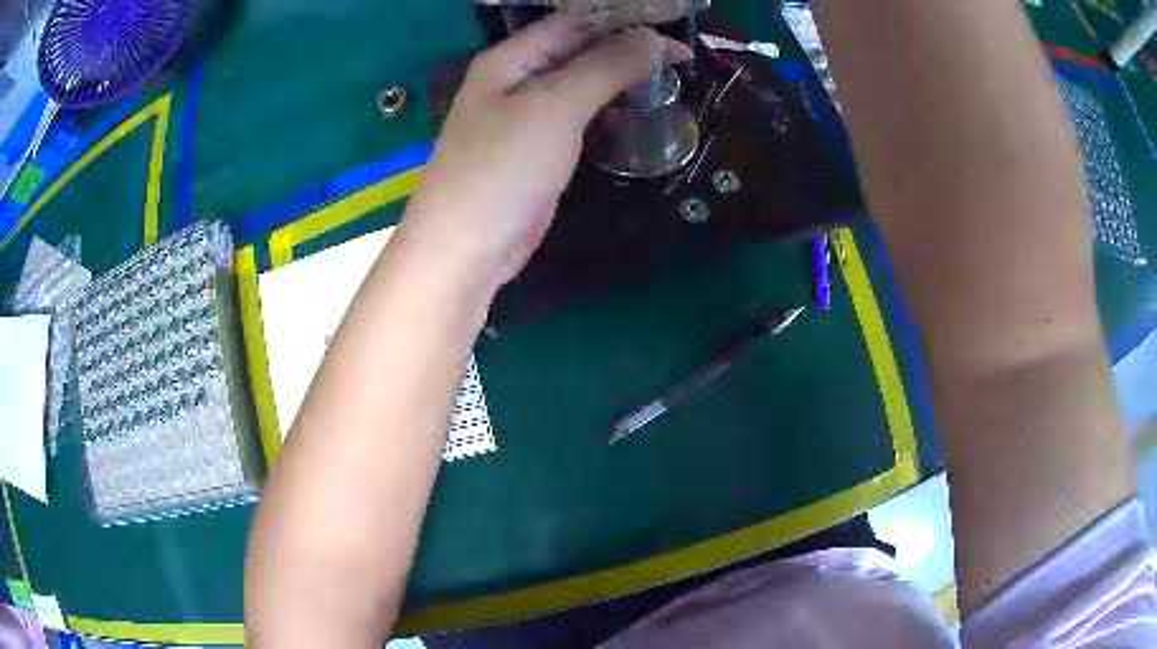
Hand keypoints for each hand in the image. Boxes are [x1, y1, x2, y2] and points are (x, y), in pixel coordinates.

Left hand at [397, 15, 691, 293]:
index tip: (677, 42)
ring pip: (582, 85)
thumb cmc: (503, 170)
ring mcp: (525, 117)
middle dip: (628, 52)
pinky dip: (608, 114)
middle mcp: (516, 80)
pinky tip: (635, 118)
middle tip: (680, 66)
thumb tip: (654, 40)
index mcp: (511, 58)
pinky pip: (578, 119)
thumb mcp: (555, 107)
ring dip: (621, 83)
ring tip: (668, 88)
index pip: (576, 23)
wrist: (464, 251)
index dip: (627, 24)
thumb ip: (606, 67)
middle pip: (580, 51)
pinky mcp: (537, 151)